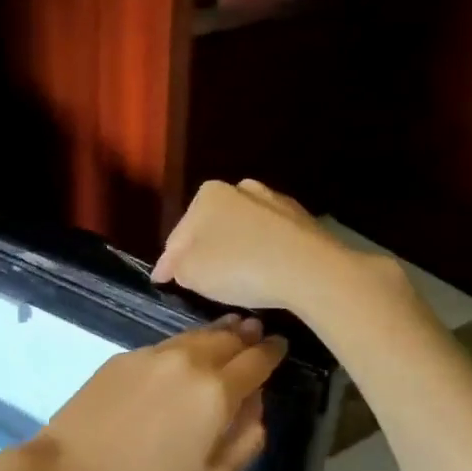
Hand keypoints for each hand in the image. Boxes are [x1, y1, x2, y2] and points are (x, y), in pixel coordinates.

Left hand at [27, 316, 287, 470]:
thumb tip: (255, 406)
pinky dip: (185, 344)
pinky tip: (184, 354)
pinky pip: (167, 344)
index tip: (281, 346)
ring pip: (196, 335)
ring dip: (218, 333)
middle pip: (228, 337)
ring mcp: (153, 354)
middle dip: (247, 335)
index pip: (257, 359)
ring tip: (229, 332)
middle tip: (257, 333)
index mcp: (217, 391)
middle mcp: (189, 361)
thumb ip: (246, 439)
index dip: (273, 351)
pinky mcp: (124, 356)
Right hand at [152, 179, 393, 315]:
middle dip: (201, 251)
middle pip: (210, 228)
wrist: (310, 269)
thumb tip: (179, 265)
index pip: (177, 235)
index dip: (168, 263)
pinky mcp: (303, 222)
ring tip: (230, 278)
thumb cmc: (239, 267)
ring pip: (242, 232)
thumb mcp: (191, 273)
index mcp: (208, 195)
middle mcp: (241, 189)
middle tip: (195, 280)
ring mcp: (274, 203)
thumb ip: (177, 267)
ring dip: (233, 251)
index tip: (161, 281)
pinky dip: (260, 254)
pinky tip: (262, 275)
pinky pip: (269, 241)